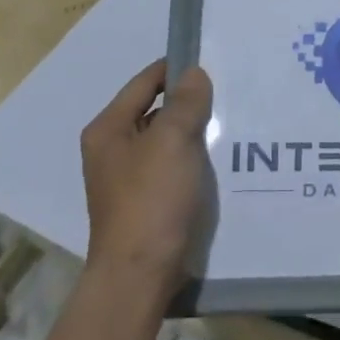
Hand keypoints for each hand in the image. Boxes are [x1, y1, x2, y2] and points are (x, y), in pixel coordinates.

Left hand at [80, 60, 212, 294]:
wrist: (139, 275)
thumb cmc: (151, 200)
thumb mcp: (172, 141)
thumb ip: (185, 102)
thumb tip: (194, 74)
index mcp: (108, 129)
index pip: (145, 82)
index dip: (176, 68)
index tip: (213, 64)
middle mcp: (112, 149)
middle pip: (155, 110)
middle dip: (188, 102)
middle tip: (228, 94)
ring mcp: (127, 178)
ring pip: (166, 140)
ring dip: (193, 132)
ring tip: (231, 123)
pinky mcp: (145, 201)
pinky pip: (172, 166)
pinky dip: (192, 159)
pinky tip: (219, 160)